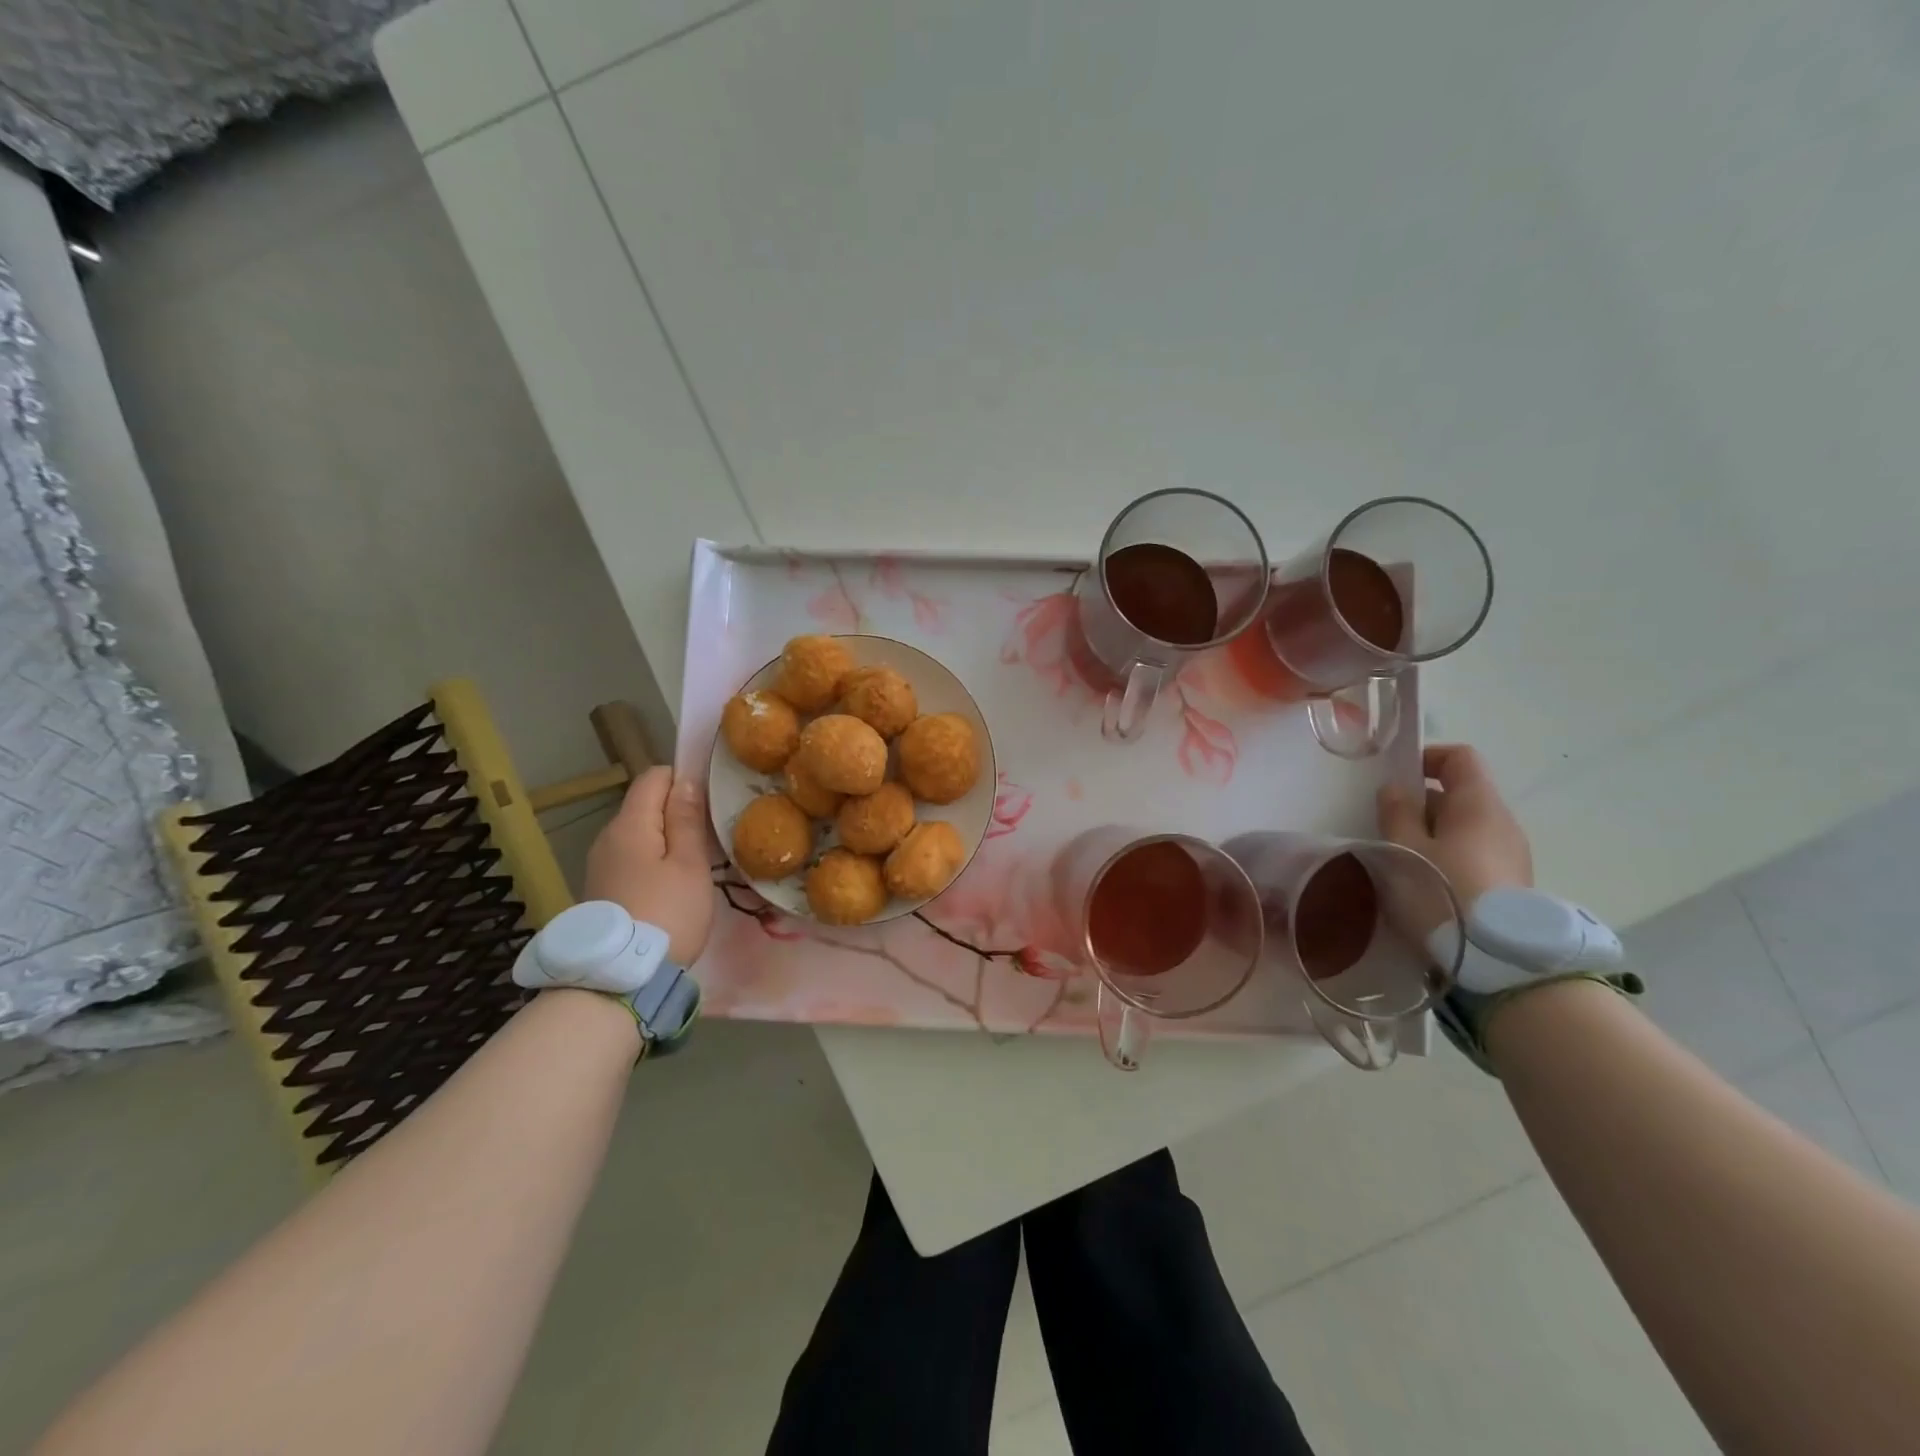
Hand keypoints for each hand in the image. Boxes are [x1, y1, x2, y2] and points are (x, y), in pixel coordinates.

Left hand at [584, 767, 714, 965]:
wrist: (620, 979)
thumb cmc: (667, 914)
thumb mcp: (689, 865)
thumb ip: (687, 819)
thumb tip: (686, 780)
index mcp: (629, 824)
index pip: (654, 777)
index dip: (684, 778)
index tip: (711, 801)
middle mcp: (608, 837)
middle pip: (645, 804)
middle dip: (678, 810)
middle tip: (712, 835)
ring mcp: (601, 864)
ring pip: (640, 833)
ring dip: (668, 838)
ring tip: (698, 861)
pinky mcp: (602, 888)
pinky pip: (633, 856)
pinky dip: (655, 859)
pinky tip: (673, 884)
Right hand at [1377, 744, 1532, 909]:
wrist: (1499, 961)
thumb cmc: (1442, 891)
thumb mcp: (1403, 849)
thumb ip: (1396, 813)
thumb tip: (1395, 789)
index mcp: (1478, 805)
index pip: (1460, 758)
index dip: (1427, 757)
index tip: (1395, 776)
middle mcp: (1502, 822)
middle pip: (1460, 794)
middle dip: (1421, 803)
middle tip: (1385, 822)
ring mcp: (1511, 854)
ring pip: (1464, 826)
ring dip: (1431, 832)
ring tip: (1399, 854)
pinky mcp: (1510, 882)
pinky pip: (1472, 852)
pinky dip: (1446, 854)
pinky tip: (1423, 880)